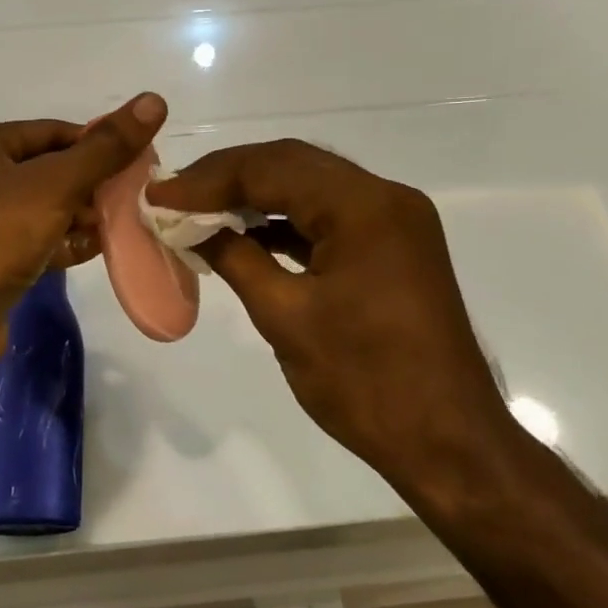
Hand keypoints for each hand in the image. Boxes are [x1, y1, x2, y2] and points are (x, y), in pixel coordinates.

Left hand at [0, 93, 167, 375]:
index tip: (139, 165)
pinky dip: (60, 245)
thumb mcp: (54, 185)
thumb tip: (154, 99)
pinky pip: (31, 243)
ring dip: (81, 219)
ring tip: (123, 229)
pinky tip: (93, 254)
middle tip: (135, 202)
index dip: (98, 145)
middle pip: (49, 171)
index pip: (54, 132)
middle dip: (92, 187)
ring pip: (42, 210)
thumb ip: (105, 148)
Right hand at [148, 139, 511, 483]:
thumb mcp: (285, 317)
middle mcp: (385, 197)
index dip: (208, 180)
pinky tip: (247, 234)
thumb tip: (190, 225)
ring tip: (201, 211)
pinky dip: (286, 220)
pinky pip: (330, 215)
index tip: (159, 197)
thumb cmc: (365, 382)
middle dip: (229, 177)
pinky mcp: (394, 246)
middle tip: (175, 196)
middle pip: (293, 165)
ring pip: (311, 186)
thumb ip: (235, 258)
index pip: (271, 169)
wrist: (448, 442)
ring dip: (256, 195)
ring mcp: (395, 221)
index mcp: (364, 207)